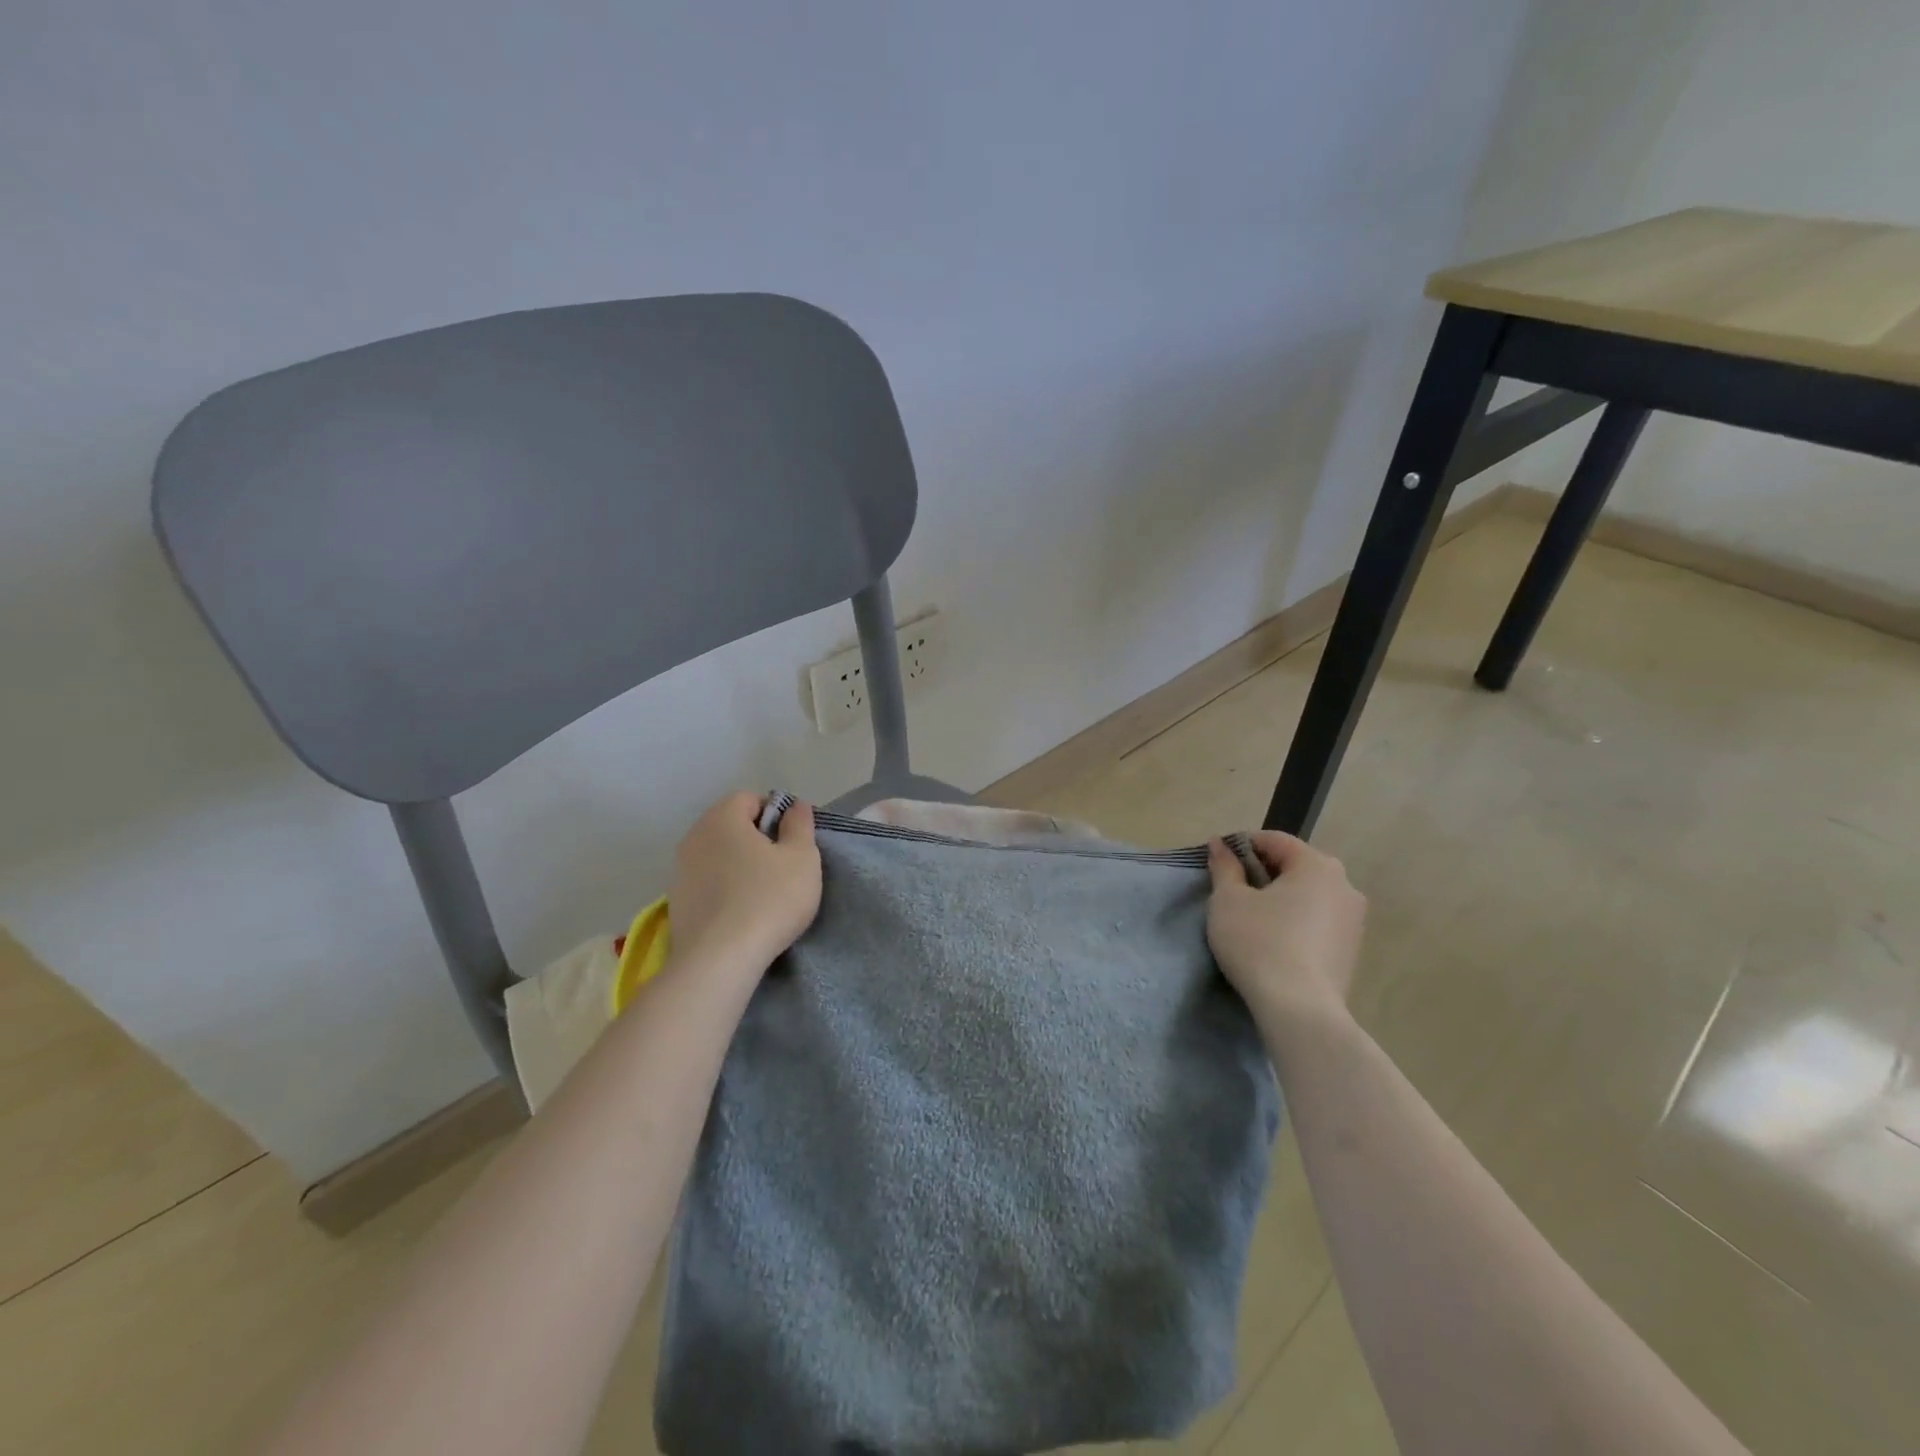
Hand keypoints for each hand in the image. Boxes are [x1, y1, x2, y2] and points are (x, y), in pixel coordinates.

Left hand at [667, 792, 821, 972]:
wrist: (720, 960)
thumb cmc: (769, 898)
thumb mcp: (802, 858)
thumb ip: (800, 825)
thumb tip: (795, 805)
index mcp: (722, 818)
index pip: (750, 799)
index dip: (776, 814)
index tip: (794, 842)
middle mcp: (694, 837)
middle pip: (730, 826)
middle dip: (756, 840)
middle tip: (783, 867)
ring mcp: (679, 872)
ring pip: (717, 856)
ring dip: (738, 866)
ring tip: (763, 894)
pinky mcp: (676, 904)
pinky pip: (706, 884)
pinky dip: (724, 890)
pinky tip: (741, 914)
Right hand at [1207, 831, 1365, 1028]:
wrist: (1299, 1010)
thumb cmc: (1259, 942)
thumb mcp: (1228, 900)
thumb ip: (1224, 867)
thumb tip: (1219, 844)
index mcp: (1317, 865)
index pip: (1275, 840)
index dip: (1242, 846)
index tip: (1219, 863)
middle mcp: (1344, 885)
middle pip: (1296, 866)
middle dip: (1263, 872)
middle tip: (1232, 891)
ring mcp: (1354, 920)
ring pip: (1309, 895)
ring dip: (1281, 898)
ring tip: (1252, 918)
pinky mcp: (1352, 950)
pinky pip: (1318, 921)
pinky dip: (1296, 921)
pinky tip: (1275, 941)